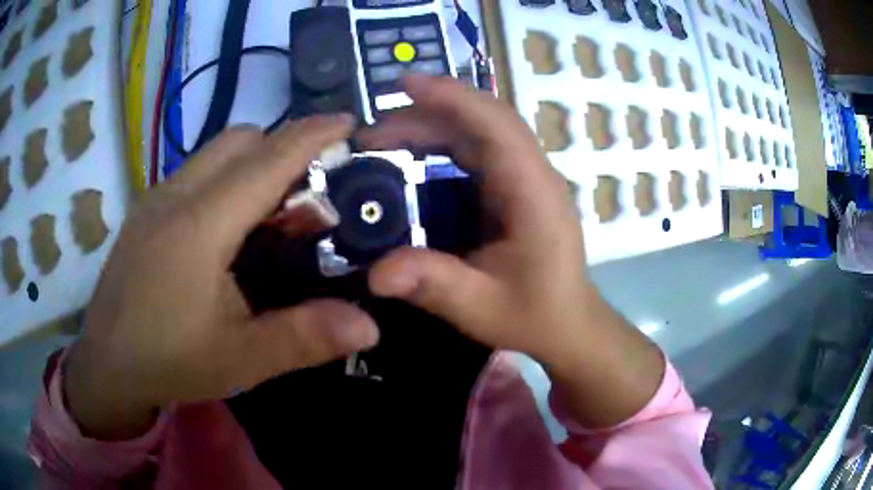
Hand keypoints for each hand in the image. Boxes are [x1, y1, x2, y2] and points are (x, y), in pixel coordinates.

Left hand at [65, 116, 379, 439]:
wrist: (106, 365)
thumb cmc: (169, 361)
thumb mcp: (241, 359)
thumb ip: (304, 338)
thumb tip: (371, 325)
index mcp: (200, 225)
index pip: (268, 159)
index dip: (313, 134)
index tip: (350, 123)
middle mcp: (176, 195)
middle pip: (241, 140)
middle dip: (283, 149)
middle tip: (308, 197)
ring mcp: (155, 198)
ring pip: (215, 152)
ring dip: (252, 165)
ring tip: (270, 217)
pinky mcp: (145, 210)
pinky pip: (195, 173)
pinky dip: (225, 180)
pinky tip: (227, 230)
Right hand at [360, 77, 663, 426]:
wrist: (568, 323)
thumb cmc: (536, 314)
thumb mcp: (482, 308)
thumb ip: (434, 286)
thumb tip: (377, 274)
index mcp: (535, 193)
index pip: (497, 125)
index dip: (453, 98)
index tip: (405, 86)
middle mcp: (534, 174)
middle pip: (484, 121)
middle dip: (427, 114)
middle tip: (372, 132)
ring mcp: (527, 177)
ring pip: (479, 131)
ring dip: (431, 125)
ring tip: (382, 139)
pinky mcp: (516, 186)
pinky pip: (479, 149)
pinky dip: (443, 142)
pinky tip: (413, 154)